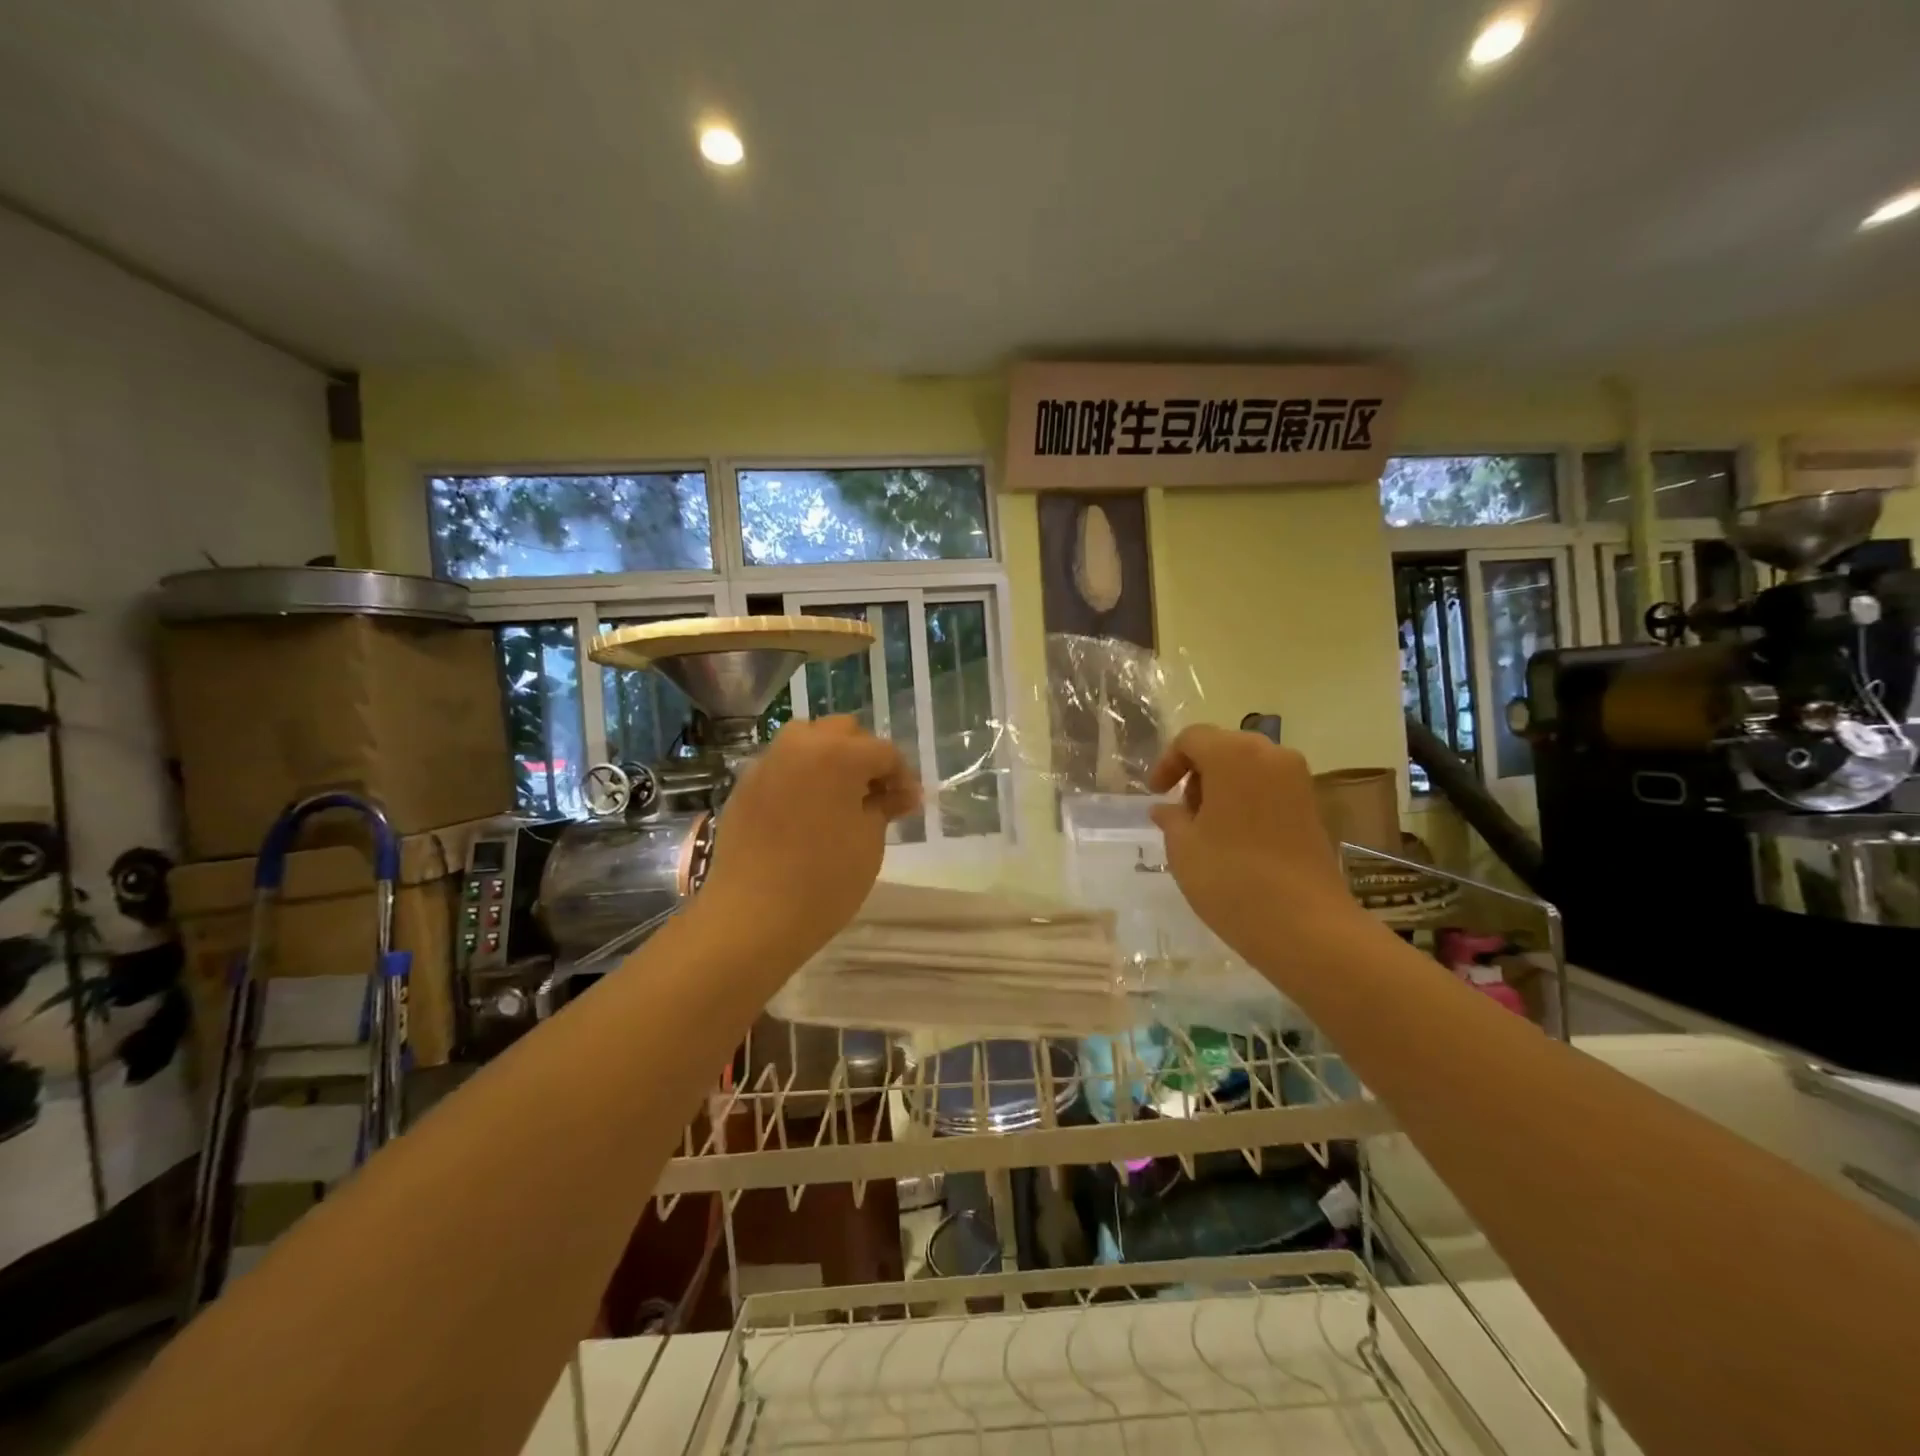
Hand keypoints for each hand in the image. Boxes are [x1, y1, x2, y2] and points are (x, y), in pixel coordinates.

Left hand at [693, 716, 921, 965]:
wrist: (751, 916)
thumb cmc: (824, 879)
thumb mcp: (869, 841)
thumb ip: (885, 806)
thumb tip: (902, 793)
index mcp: (837, 753)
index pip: (883, 751)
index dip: (902, 777)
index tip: (910, 805)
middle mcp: (799, 745)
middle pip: (843, 733)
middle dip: (865, 758)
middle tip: (877, 796)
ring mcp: (766, 763)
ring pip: (808, 742)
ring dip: (831, 760)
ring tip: (841, 799)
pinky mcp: (744, 786)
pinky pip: (782, 767)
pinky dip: (802, 777)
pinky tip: (807, 813)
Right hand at [1148, 725, 1360, 967]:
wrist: (1305, 924)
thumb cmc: (1231, 877)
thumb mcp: (1183, 847)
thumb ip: (1171, 818)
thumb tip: (1166, 808)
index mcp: (1233, 754)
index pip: (1192, 738)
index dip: (1168, 762)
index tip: (1157, 794)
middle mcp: (1270, 755)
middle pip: (1223, 746)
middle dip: (1197, 772)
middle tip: (1181, 809)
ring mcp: (1298, 780)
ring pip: (1249, 766)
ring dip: (1222, 786)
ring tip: (1206, 827)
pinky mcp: (1313, 806)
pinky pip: (1270, 787)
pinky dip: (1247, 799)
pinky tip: (1235, 837)